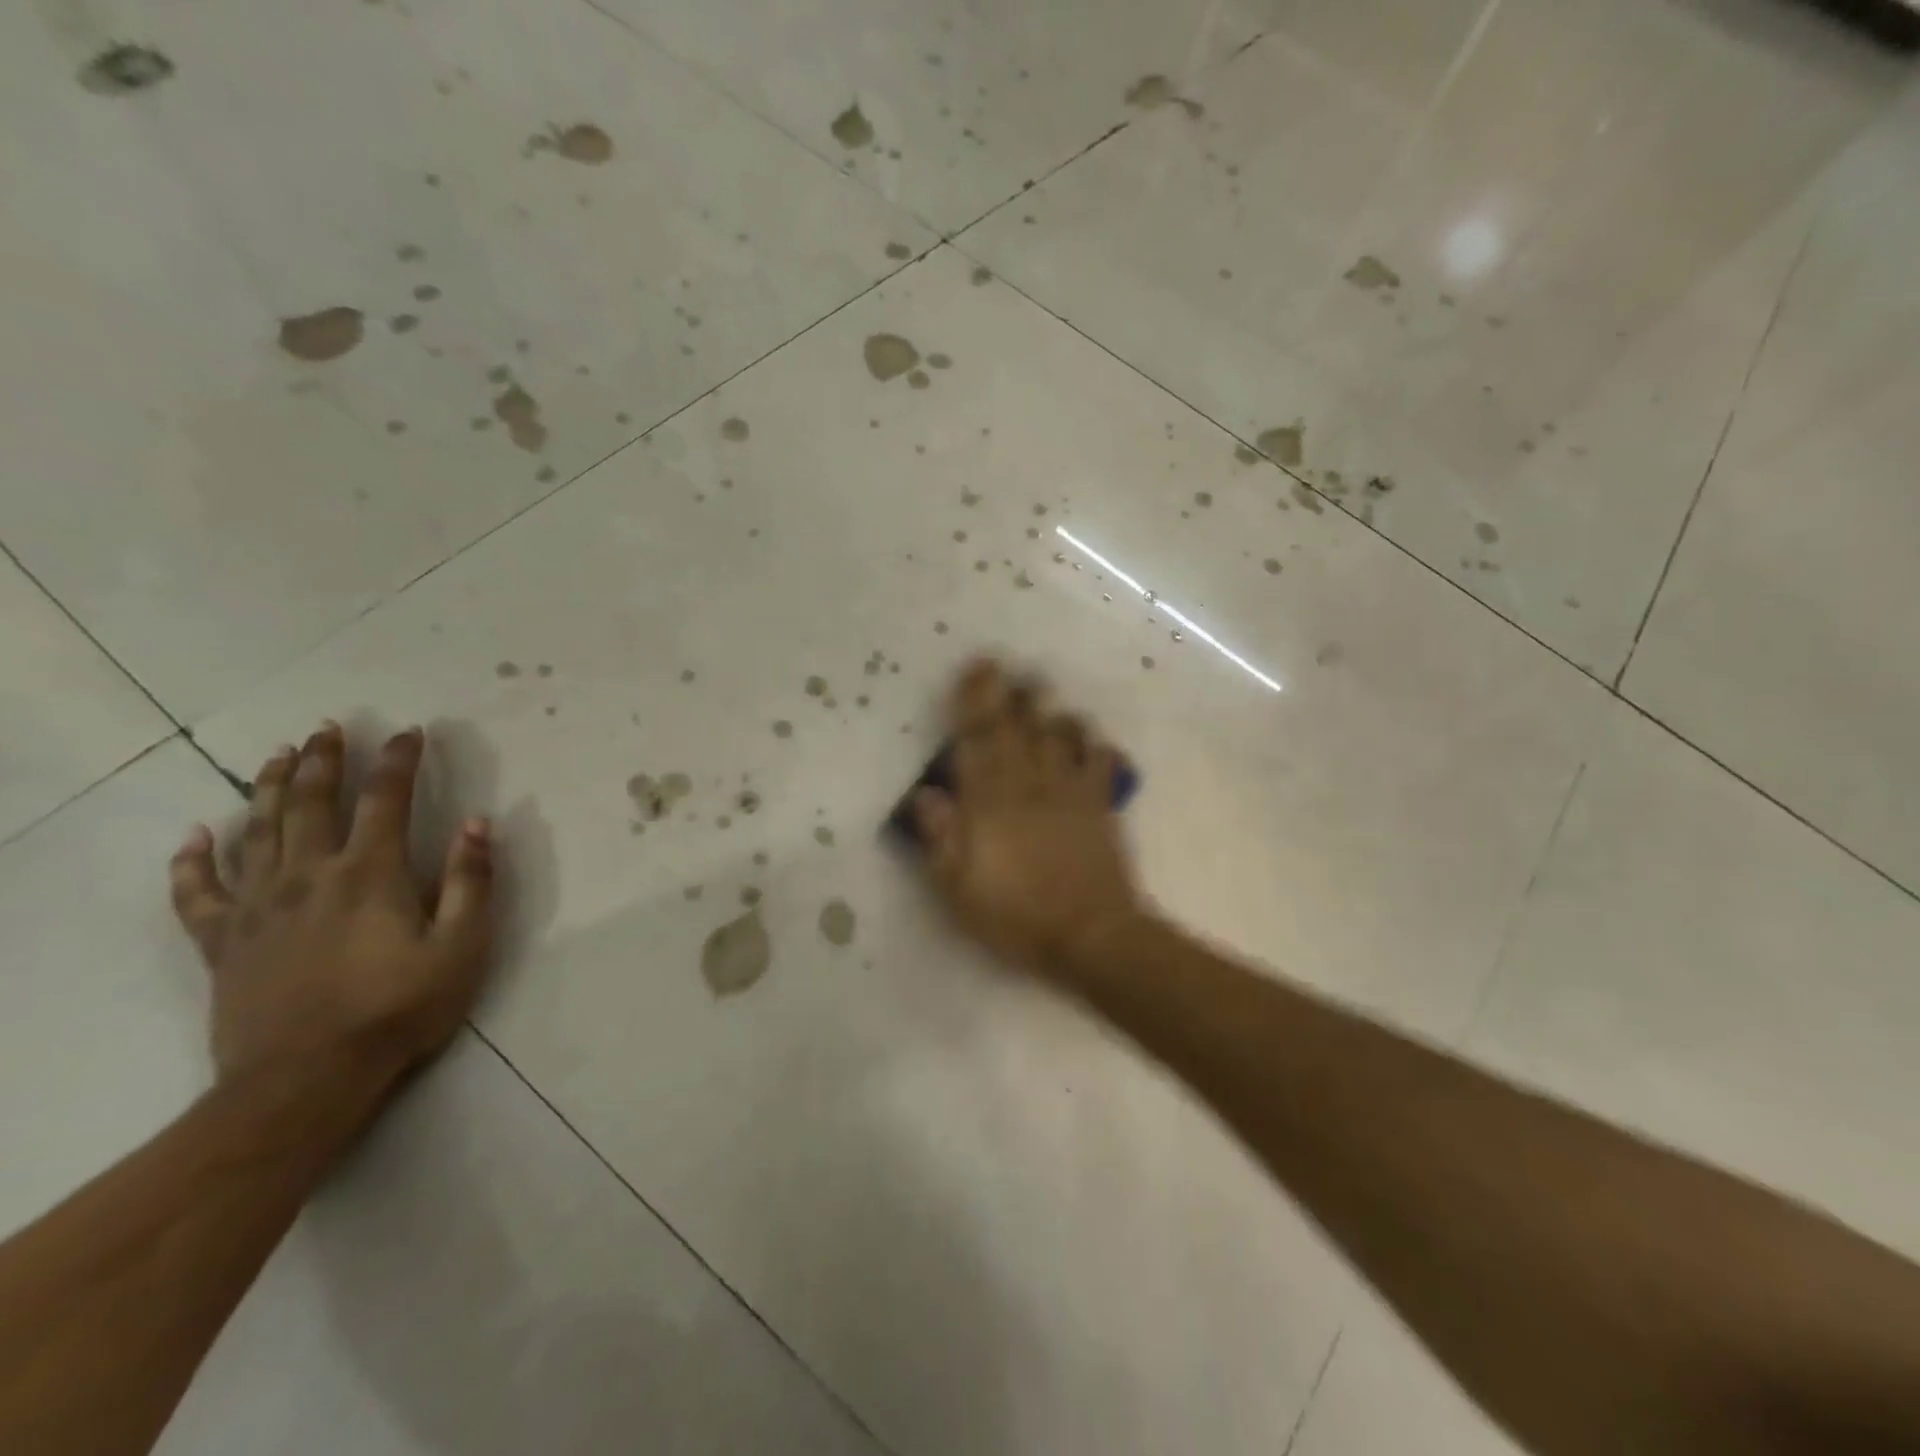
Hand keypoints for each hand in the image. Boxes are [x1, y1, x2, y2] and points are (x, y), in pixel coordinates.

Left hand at [168, 723, 494, 1105]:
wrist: (305, 1079)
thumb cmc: (398, 1008)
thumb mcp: (461, 946)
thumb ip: (471, 881)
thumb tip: (478, 822)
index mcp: (369, 873)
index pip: (386, 799)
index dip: (398, 761)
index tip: (409, 732)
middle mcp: (308, 874)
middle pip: (312, 802)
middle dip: (324, 760)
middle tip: (327, 728)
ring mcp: (257, 906)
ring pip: (258, 830)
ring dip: (270, 787)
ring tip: (279, 755)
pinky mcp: (221, 941)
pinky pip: (198, 891)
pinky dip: (193, 860)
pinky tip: (196, 834)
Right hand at [913, 659, 1143, 979]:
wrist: (1090, 935)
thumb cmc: (1016, 916)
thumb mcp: (959, 888)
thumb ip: (940, 837)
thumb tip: (925, 792)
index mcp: (990, 803)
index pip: (976, 740)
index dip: (973, 702)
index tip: (974, 672)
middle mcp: (1029, 785)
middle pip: (1018, 728)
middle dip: (1010, 694)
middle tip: (1007, 666)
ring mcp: (1069, 792)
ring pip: (1060, 736)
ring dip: (1050, 712)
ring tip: (1043, 693)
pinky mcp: (1100, 806)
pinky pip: (1100, 762)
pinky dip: (1095, 744)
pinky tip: (1091, 737)